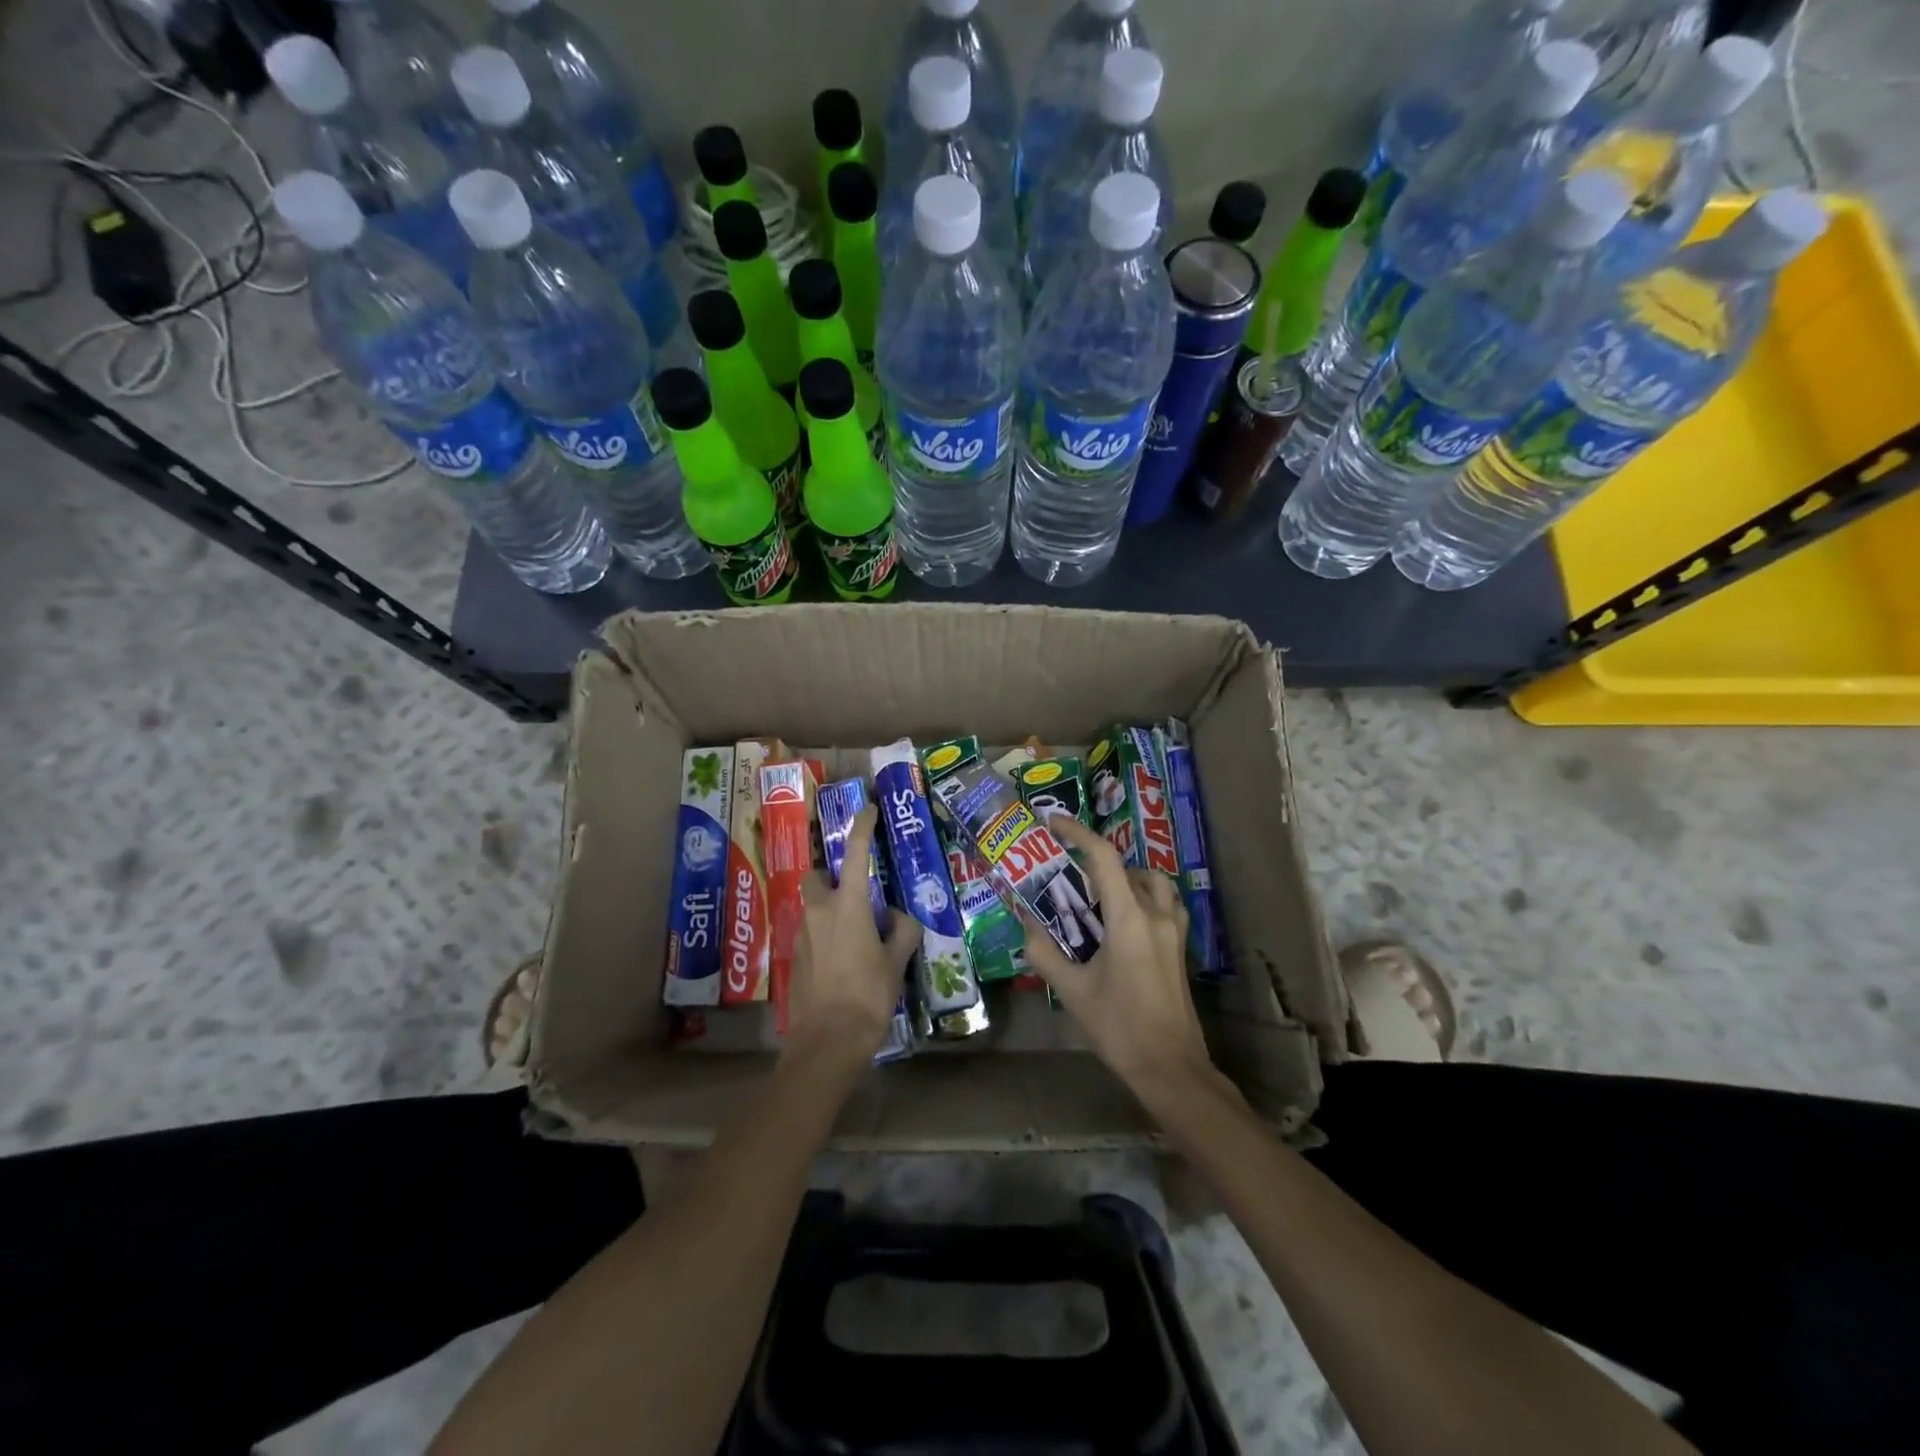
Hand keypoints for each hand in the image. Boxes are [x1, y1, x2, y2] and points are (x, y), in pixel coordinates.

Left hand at [785, 806, 920, 1073]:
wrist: (826, 1041)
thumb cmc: (867, 995)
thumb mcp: (896, 961)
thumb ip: (901, 930)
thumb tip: (898, 917)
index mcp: (847, 906)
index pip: (855, 853)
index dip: (862, 827)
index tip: (868, 809)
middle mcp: (819, 912)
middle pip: (817, 877)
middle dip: (831, 875)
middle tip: (855, 891)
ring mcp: (802, 935)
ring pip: (812, 906)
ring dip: (829, 907)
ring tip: (856, 930)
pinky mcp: (795, 957)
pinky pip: (810, 932)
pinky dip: (825, 933)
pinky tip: (844, 958)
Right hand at [1017, 815, 1213, 1102]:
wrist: (1170, 1067)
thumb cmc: (1119, 1027)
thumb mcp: (1072, 991)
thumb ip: (1044, 953)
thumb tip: (1025, 925)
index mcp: (1128, 919)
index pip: (1103, 857)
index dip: (1077, 833)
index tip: (1053, 824)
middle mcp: (1155, 914)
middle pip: (1128, 867)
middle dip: (1097, 863)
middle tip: (1070, 878)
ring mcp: (1174, 930)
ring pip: (1153, 882)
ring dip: (1127, 878)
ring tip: (1100, 897)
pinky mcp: (1181, 947)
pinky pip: (1166, 903)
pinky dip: (1146, 897)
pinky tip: (1127, 921)